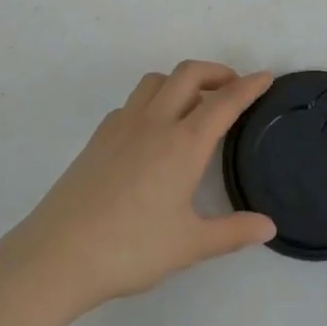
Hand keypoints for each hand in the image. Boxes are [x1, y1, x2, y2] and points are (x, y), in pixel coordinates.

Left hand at [0, 62, 276, 322]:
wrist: (57, 255)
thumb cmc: (130, 249)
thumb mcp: (189, 245)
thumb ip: (233, 232)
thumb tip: (269, 226)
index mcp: (183, 144)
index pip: (224, 102)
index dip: (249, 86)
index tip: (266, 77)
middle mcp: (154, 123)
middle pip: (188, 74)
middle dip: (216, 71)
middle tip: (233, 86)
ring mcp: (121, 126)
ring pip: (156, 81)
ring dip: (180, 81)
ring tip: (194, 104)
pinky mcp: (98, 137)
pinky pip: (132, 103)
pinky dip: (152, 101)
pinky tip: (153, 132)